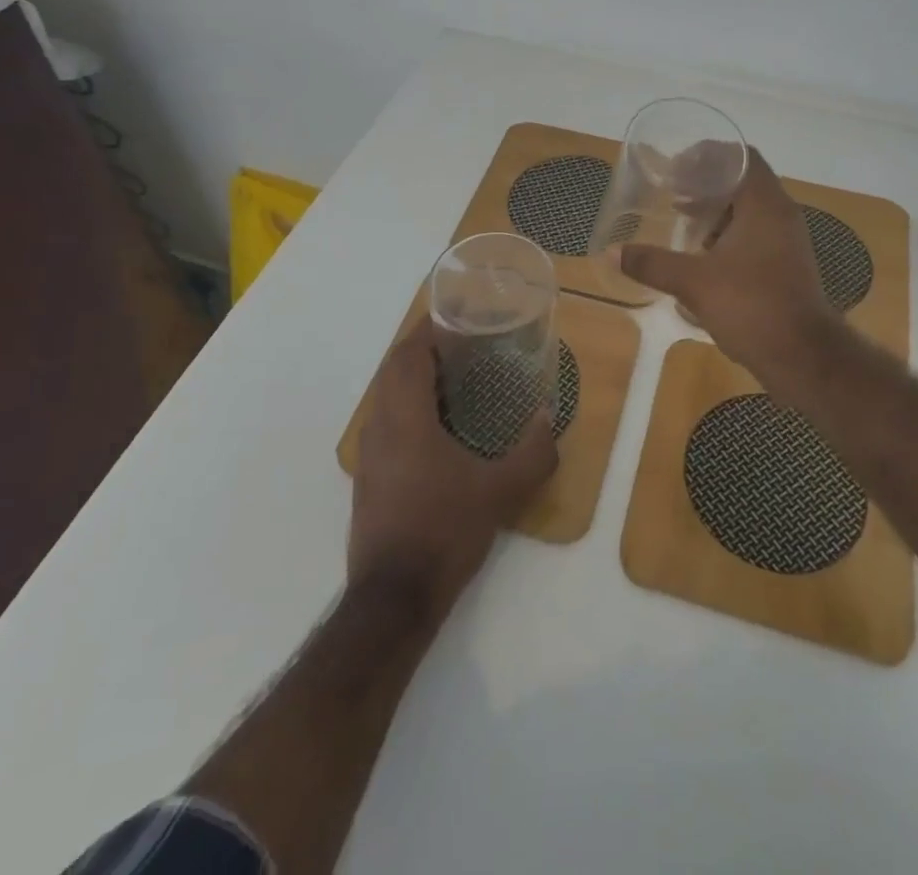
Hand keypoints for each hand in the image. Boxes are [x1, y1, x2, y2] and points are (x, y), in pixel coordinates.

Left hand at [348, 322, 557, 618]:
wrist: (393, 600)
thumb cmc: (443, 532)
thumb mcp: (499, 492)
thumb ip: (532, 452)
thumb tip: (548, 417)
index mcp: (404, 418)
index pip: (407, 354)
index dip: (429, 330)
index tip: (459, 318)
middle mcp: (379, 427)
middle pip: (394, 370)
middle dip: (424, 350)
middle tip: (465, 345)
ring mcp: (368, 455)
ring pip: (386, 397)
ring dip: (414, 378)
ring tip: (456, 379)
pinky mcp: (369, 478)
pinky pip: (386, 422)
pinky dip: (408, 407)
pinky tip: (440, 428)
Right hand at [619, 149, 846, 402]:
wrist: (803, 357)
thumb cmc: (751, 306)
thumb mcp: (694, 282)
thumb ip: (652, 263)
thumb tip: (612, 251)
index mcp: (764, 205)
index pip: (741, 157)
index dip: (708, 155)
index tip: (676, 166)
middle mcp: (780, 215)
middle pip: (743, 182)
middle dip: (706, 184)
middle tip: (672, 192)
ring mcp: (786, 242)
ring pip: (748, 211)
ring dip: (716, 211)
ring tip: (681, 219)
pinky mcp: (785, 266)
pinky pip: (753, 236)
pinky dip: (727, 235)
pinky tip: (700, 254)